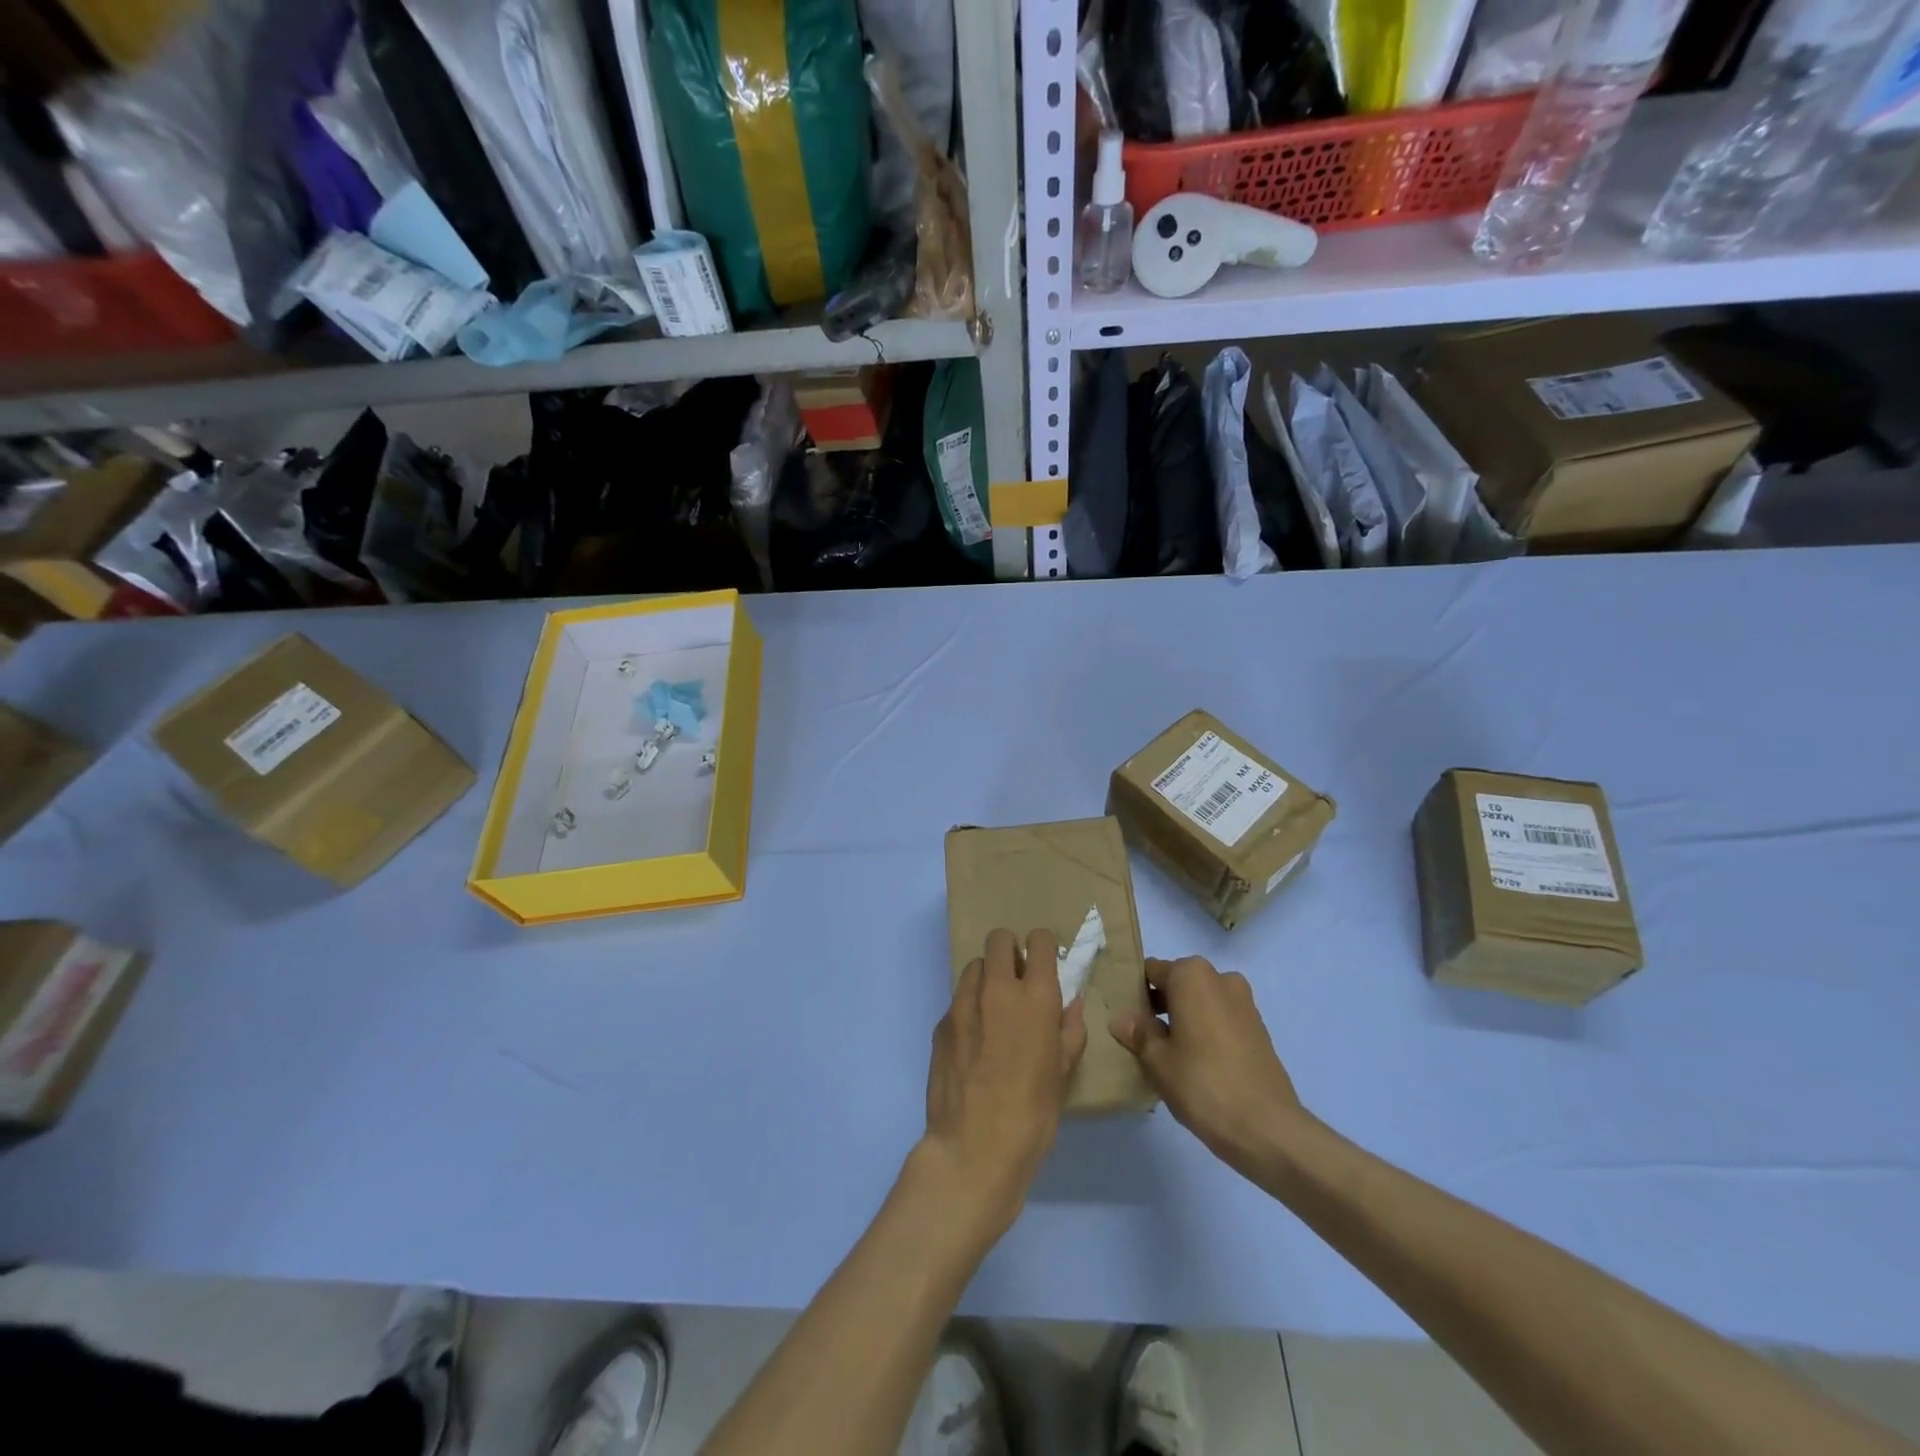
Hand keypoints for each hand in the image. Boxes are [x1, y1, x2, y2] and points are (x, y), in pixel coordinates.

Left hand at [921, 928, 1088, 1242]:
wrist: (973, 1150)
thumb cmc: (1032, 1115)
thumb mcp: (1063, 1073)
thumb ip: (1069, 1029)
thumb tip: (1072, 1003)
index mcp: (1035, 997)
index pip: (1038, 940)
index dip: (1042, 948)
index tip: (1044, 966)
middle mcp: (996, 989)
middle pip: (999, 939)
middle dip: (1010, 952)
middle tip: (1018, 983)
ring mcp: (962, 1004)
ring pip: (974, 966)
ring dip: (987, 978)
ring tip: (994, 1012)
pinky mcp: (940, 1024)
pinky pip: (957, 1000)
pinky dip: (969, 1008)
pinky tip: (974, 1044)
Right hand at [1110, 956, 1304, 1180]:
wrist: (1268, 1128)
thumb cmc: (1203, 1084)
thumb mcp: (1157, 1060)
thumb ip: (1138, 1032)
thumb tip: (1121, 1018)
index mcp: (1192, 975)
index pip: (1152, 972)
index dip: (1135, 993)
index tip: (1126, 1019)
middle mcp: (1220, 978)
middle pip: (1178, 984)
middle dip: (1160, 1006)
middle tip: (1143, 1040)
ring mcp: (1244, 1003)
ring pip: (1201, 1002)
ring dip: (1184, 1019)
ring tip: (1169, 1056)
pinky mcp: (1259, 1029)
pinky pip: (1221, 1019)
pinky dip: (1206, 1032)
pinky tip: (1197, 1065)